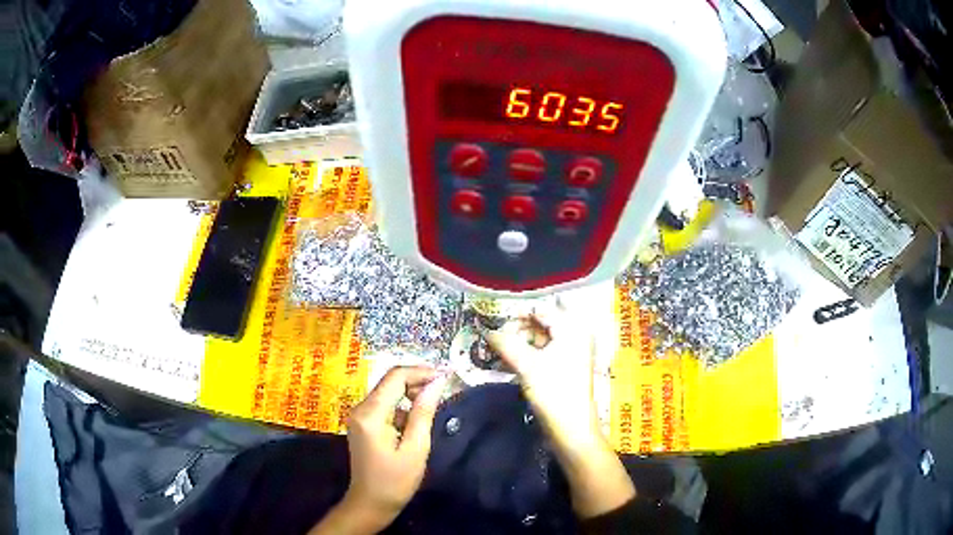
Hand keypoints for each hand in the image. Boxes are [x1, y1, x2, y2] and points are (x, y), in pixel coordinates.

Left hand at [310, 366, 447, 534]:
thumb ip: (424, 413)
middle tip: (443, 390)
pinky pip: (384, 404)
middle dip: (417, 381)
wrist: (370, 503)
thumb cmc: (395, 481)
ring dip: (411, 393)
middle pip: (390, 381)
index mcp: (371, 414)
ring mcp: (359, 415)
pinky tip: (417, 419)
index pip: (395, 377)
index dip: (421, 372)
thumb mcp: (416, 448)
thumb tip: (437, 383)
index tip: (446, 377)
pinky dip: (402, 405)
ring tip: (434, 404)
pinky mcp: (362, 423)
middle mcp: (360, 408)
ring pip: (387, 391)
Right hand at [481, 303, 599, 449]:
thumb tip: (486, 330)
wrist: (571, 428)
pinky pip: (542, 353)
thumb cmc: (553, 392)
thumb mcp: (527, 365)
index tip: (492, 318)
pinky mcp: (563, 369)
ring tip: (495, 348)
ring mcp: (570, 353)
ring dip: (518, 343)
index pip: (541, 310)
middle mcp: (574, 336)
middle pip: (541, 323)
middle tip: (492, 336)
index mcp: (572, 329)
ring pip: (540, 339)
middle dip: (516, 329)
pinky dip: (525, 354)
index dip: (516, 313)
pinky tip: (507, 360)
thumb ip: (506, 343)